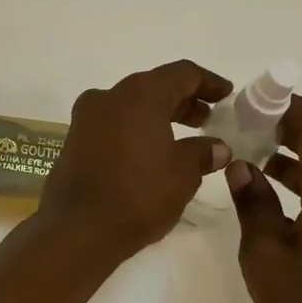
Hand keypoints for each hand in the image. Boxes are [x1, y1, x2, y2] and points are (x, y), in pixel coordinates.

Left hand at [37, 60, 231, 260]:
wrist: (77, 229)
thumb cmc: (138, 195)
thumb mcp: (182, 174)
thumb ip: (202, 153)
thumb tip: (217, 147)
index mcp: (139, 94)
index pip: (182, 73)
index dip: (208, 82)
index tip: (226, 94)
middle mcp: (109, 96)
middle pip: (154, 87)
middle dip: (183, 100)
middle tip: (208, 119)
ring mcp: (87, 117)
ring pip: (131, 105)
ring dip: (159, 115)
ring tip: (185, 138)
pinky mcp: (75, 139)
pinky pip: (114, 123)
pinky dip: (137, 128)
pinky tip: (153, 152)